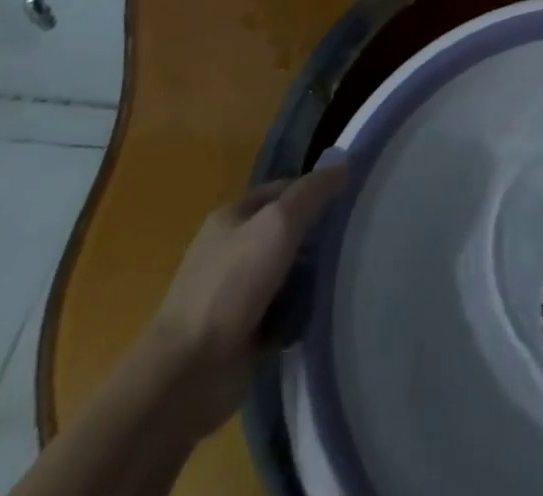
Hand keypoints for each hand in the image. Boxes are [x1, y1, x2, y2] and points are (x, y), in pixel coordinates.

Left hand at [141, 162, 348, 437]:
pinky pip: (283, 310)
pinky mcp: (243, 332)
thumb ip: (312, 192)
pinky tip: (324, 310)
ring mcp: (235, 293)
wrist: (187, 376)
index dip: (316, 190)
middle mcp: (231, 250)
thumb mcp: (278, 224)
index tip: (351, 200)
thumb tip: (345, 166)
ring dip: (312, 275)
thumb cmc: (232, 286)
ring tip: (347, 275)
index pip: (284, 189)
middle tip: (355, 239)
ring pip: (287, 271)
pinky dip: (301, 310)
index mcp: (232, 217)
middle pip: (286, 230)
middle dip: (317, 235)